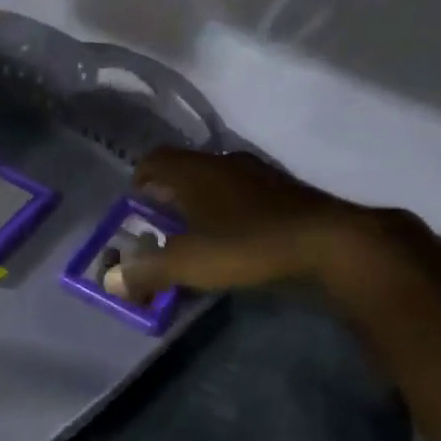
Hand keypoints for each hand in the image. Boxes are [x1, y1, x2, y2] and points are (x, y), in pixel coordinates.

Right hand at [108, 148, 389, 301]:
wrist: (330, 243)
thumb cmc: (247, 245)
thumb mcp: (187, 263)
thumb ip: (145, 271)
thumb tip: (109, 280)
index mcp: (195, 171)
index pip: (155, 160)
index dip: (140, 179)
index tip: (135, 203)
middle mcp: (225, 162)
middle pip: (186, 169)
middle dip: (170, 194)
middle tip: (161, 223)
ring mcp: (261, 174)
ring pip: (219, 181)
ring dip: (204, 203)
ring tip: (199, 234)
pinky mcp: (288, 192)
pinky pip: (246, 195)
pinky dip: (233, 211)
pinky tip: (238, 238)